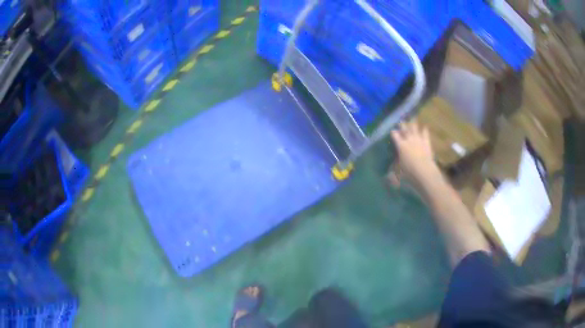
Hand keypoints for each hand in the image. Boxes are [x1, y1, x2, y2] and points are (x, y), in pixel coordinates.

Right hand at [390, 120, 439, 184]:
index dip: (393, 133)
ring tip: (412, 120)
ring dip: (413, 124)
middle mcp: (409, 140)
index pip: (395, 135)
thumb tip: (386, 178)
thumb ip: (392, 175)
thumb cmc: (409, 174)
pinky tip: (425, 127)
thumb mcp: (397, 176)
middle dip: (402, 125)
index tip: (392, 131)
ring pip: (415, 128)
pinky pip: (425, 133)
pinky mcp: (427, 143)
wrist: (425, 172)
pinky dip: (424, 130)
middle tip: (401, 122)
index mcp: (400, 145)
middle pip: (405, 128)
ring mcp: (419, 140)